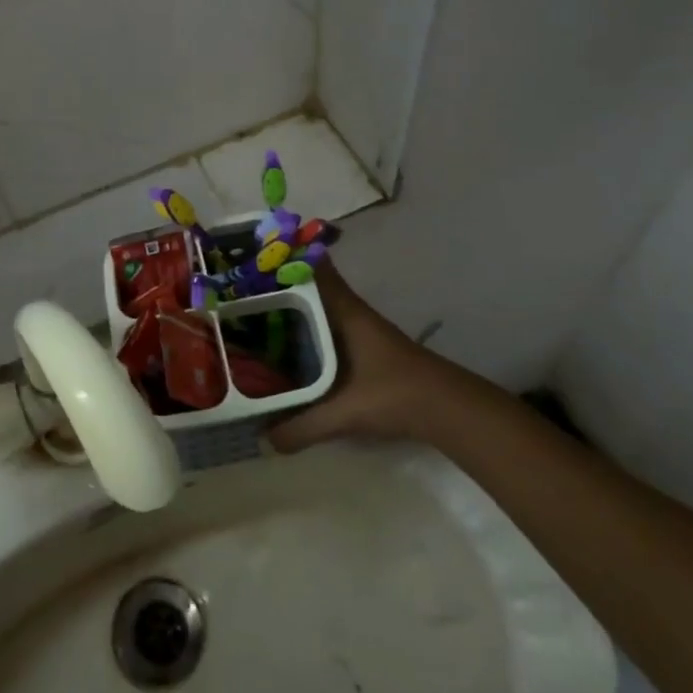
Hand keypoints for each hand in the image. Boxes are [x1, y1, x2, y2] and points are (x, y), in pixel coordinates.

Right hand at [270, 262, 441, 452]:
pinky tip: (291, 347)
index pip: (314, 270)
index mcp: (345, 312)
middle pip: (312, 287)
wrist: (448, 409)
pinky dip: (308, 330)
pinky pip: (328, 328)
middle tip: (243, 289)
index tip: (255, 253)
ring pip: (320, 308)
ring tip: (257, 315)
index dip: (287, 258)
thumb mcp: (345, 413)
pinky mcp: (367, 348)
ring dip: (294, 308)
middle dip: (280, 286)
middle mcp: (352, 313)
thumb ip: (304, 426)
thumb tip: (264, 440)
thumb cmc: (395, 395)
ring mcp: (361, 330)